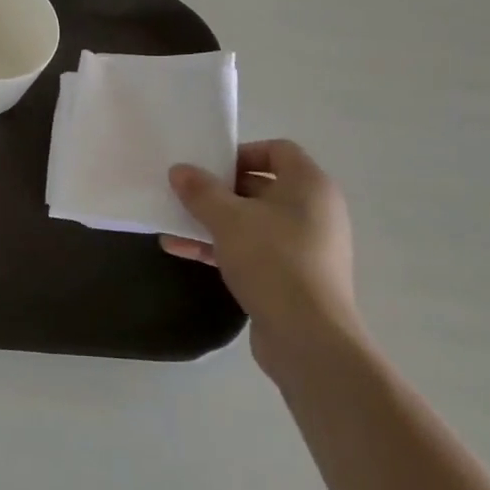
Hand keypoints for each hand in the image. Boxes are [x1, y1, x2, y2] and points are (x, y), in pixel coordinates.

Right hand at [162, 139, 360, 374]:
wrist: (309, 338)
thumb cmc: (273, 261)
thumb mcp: (227, 219)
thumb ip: (200, 191)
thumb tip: (180, 170)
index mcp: (310, 186)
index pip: (278, 150)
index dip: (242, 152)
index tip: (210, 167)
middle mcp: (314, 211)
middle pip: (262, 186)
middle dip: (220, 190)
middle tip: (186, 193)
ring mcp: (307, 247)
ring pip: (253, 222)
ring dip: (214, 221)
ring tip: (174, 223)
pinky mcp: (294, 278)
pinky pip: (254, 250)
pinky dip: (222, 247)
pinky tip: (183, 250)